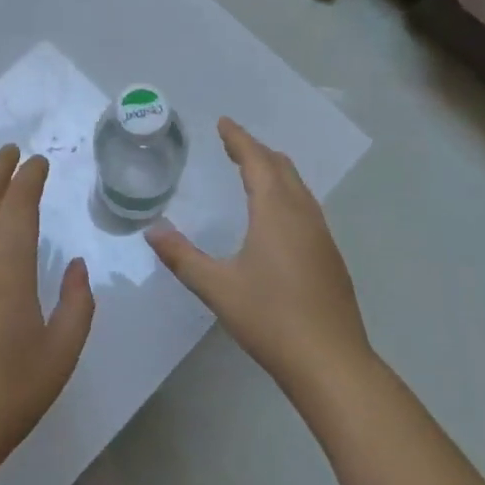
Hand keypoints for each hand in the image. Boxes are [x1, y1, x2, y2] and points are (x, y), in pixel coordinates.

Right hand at [146, 118, 370, 401]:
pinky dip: (287, 193)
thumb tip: (152, 231)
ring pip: (298, 187)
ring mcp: (322, 236)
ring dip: (275, 171)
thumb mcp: (218, 287)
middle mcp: (302, 215)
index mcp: (276, 212)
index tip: (224, 122)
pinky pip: (306, 207)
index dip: (239, 139)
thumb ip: (182, 257)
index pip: (256, 161)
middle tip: (233, 144)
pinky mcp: (330, 257)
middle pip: (282, 168)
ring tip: (254, 171)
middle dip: (257, 151)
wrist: (331, 363)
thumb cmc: (271, 319)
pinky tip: (278, 216)